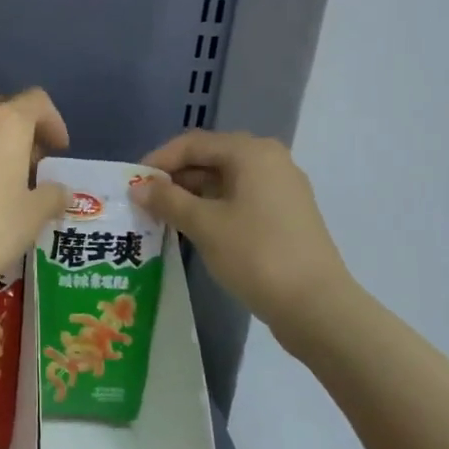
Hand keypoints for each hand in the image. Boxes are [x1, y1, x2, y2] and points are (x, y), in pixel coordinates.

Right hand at [133, 130, 358, 351]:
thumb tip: (138, 187)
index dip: (158, 161)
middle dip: (174, 178)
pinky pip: (241, 199)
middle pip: (211, 158)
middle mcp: (270, 161)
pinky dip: (214, 208)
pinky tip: (194, 229)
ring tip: (163, 218)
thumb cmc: (255, 254)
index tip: (132, 184)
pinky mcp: (286, 214)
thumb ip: (167, 200)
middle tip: (145, 202)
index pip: (193, 143)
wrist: (315, 305)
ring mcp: (282, 188)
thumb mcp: (204, 225)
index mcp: (251, 153)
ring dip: (192, 195)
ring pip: (225, 180)